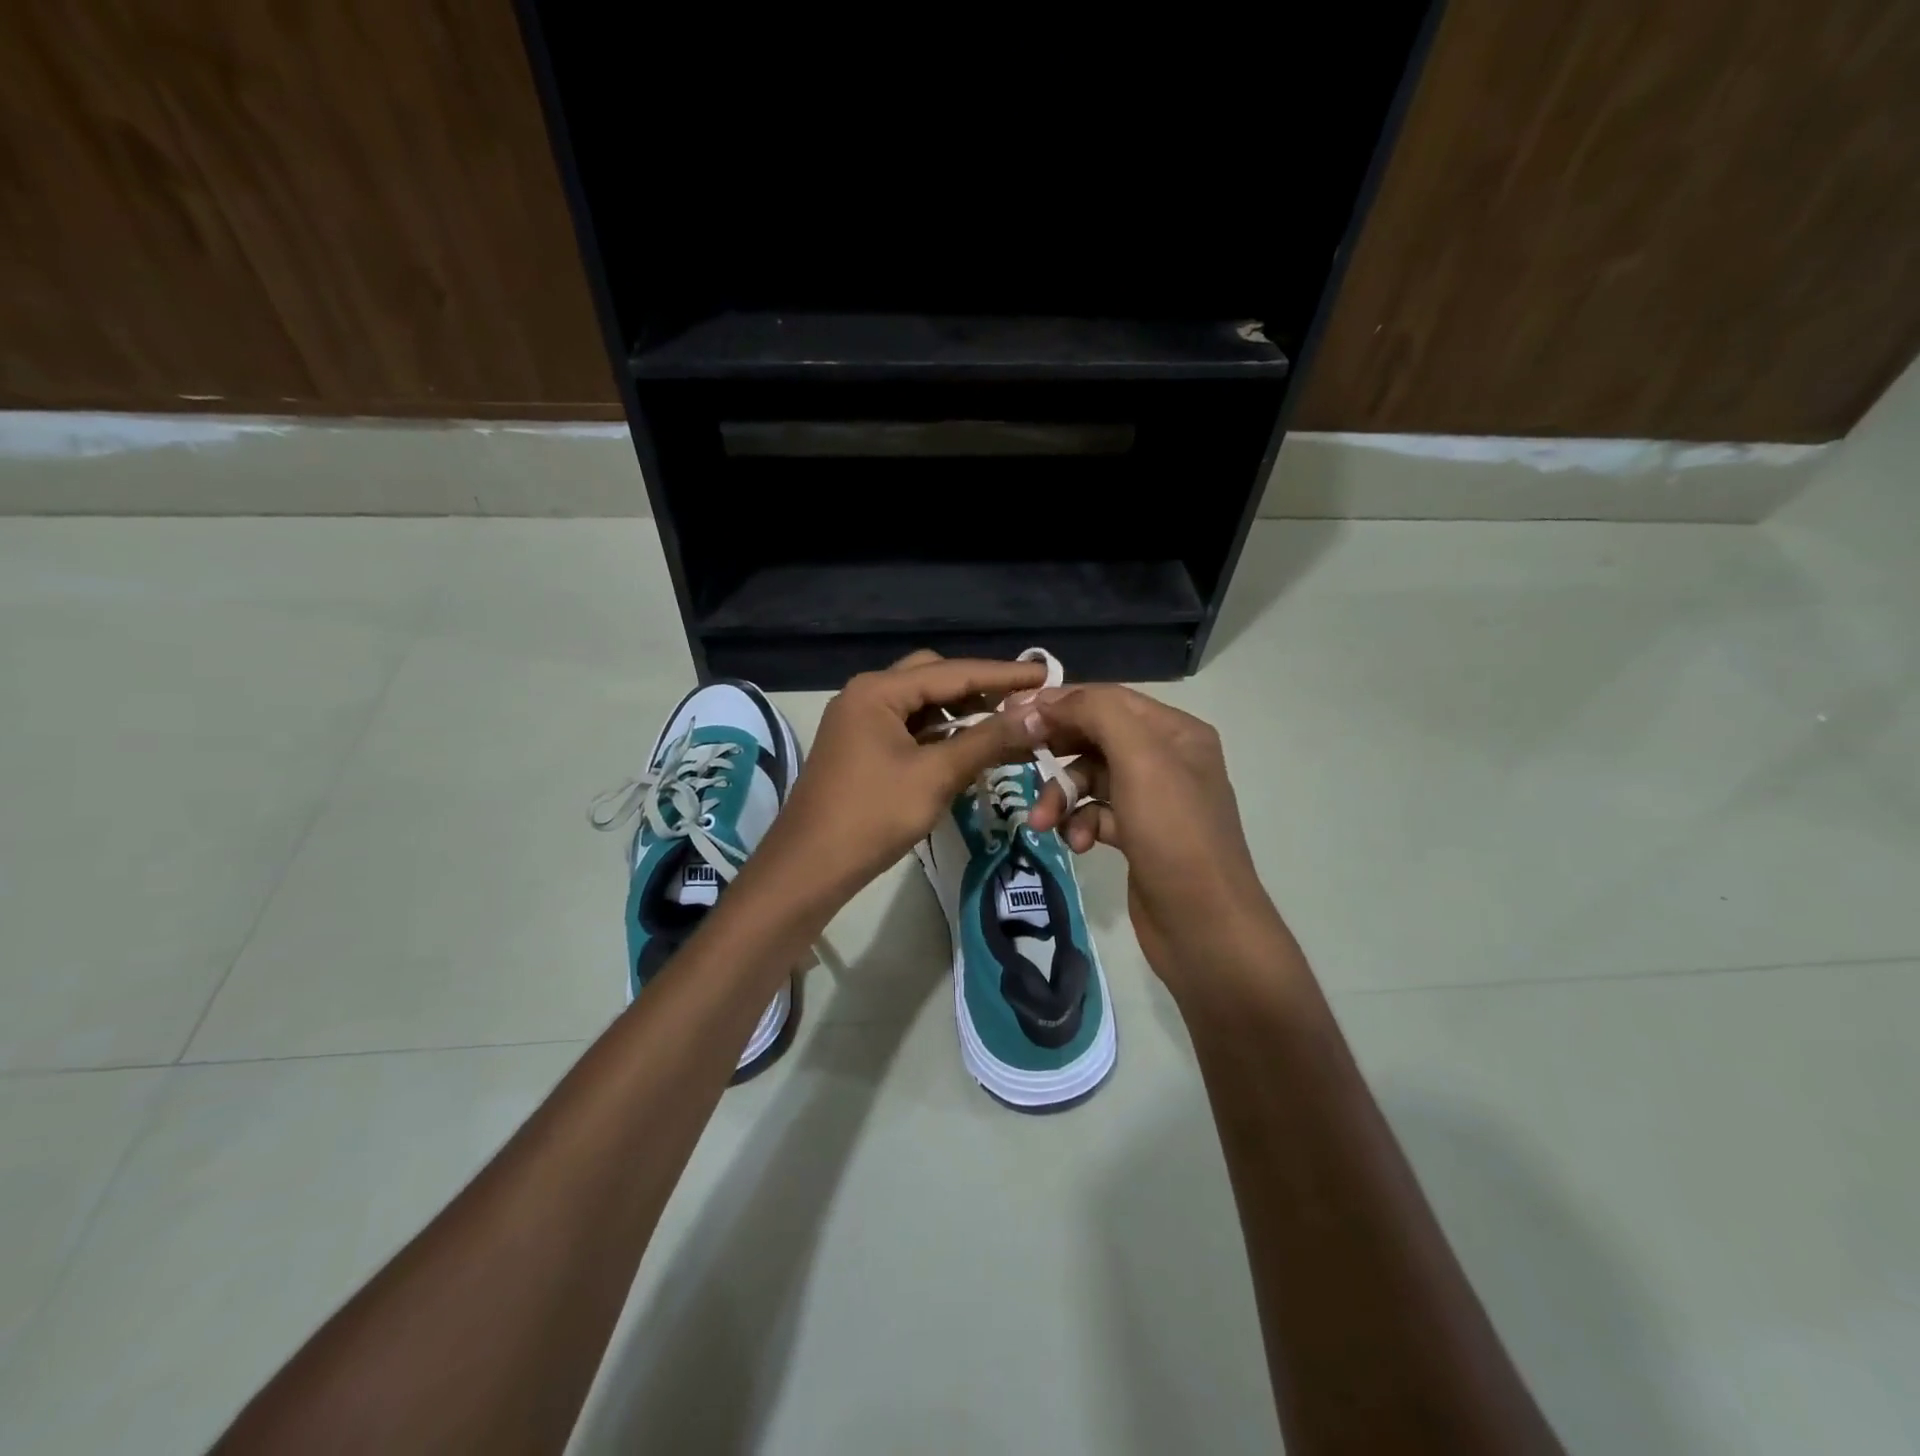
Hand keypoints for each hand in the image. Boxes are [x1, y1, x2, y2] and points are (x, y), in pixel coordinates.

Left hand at [745, 651, 1048, 913]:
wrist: (809, 868)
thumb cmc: (872, 816)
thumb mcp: (935, 776)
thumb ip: (986, 741)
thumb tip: (1036, 715)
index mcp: (878, 691)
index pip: (953, 672)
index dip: (1003, 674)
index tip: (1047, 674)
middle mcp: (866, 696)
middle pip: (933, 678)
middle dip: (979, 689)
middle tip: (1022, 704)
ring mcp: (859, 722)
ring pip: (921, 705)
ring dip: (960, 713)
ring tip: (1003, 726)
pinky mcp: (860, 748)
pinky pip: (909, 729)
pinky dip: (940, 735)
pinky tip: (967, 748)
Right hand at [1025, 685, 1281, 987]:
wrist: (1205, 926)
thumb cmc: (1174, 835)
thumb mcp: (1141, 760)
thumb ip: (1097, 715)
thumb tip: (1048, 700)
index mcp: (1176, 732)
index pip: (1108, 699)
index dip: (1061, 702)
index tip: (1013, 713)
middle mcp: (1167, 759)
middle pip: (1096, 738)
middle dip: (1057, 754)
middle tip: (1017, 760)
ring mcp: (1153, 800)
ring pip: (1091, 779)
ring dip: (1063, 796)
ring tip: (1043, 824)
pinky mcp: (1138, 835)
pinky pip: (1096, 813)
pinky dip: (1080, 824)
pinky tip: (1078, 845)